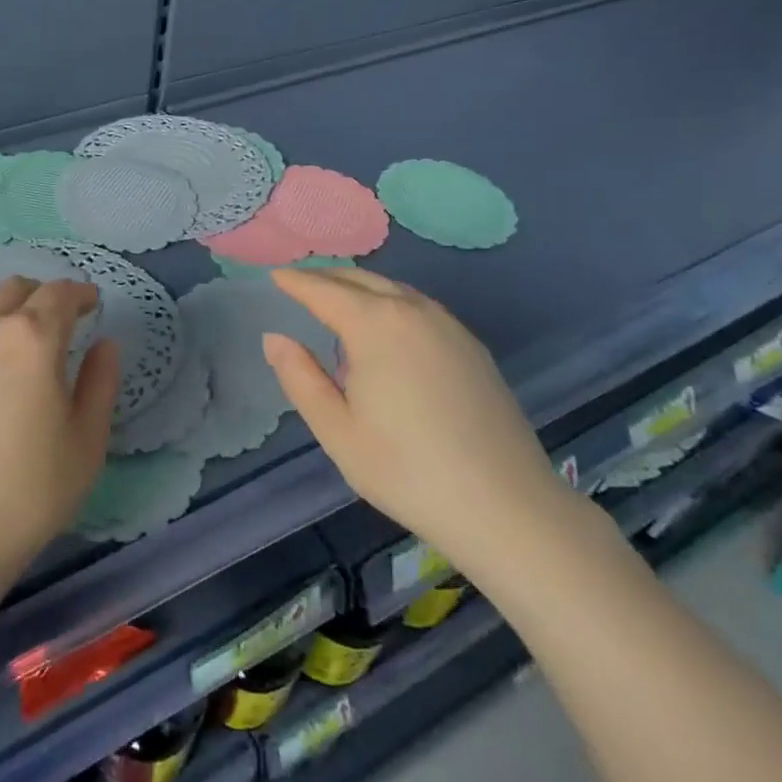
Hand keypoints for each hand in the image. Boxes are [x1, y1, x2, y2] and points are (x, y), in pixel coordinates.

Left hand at [0, 276, 119, 600]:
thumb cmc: (28, 492)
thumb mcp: (87, 441)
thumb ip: (101, 382)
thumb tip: (104, 344)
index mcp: (33, 338)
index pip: (60, 294)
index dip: (81, 294)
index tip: (93, 304)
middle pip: (17, 289)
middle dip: (44, 296)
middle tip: (58, 320)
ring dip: (3, 304)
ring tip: (12, 331)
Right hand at [264, 266, 584, 580]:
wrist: (507, 506)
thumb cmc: (407, 470)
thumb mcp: (337, 430)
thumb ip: (300, 378)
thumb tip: (274, 338)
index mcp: (374, 324)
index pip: (324, 290)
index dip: (296, 281)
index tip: (274, 274)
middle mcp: (412, 311)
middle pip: (360, 279)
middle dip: (326, 277)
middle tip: (299, 283)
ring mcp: (448, 326)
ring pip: (393, 289)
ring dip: (360, 287)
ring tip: (336, 301)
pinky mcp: (471, 346)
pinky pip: (419, 307)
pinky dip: (390, 302)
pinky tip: (386, 329)